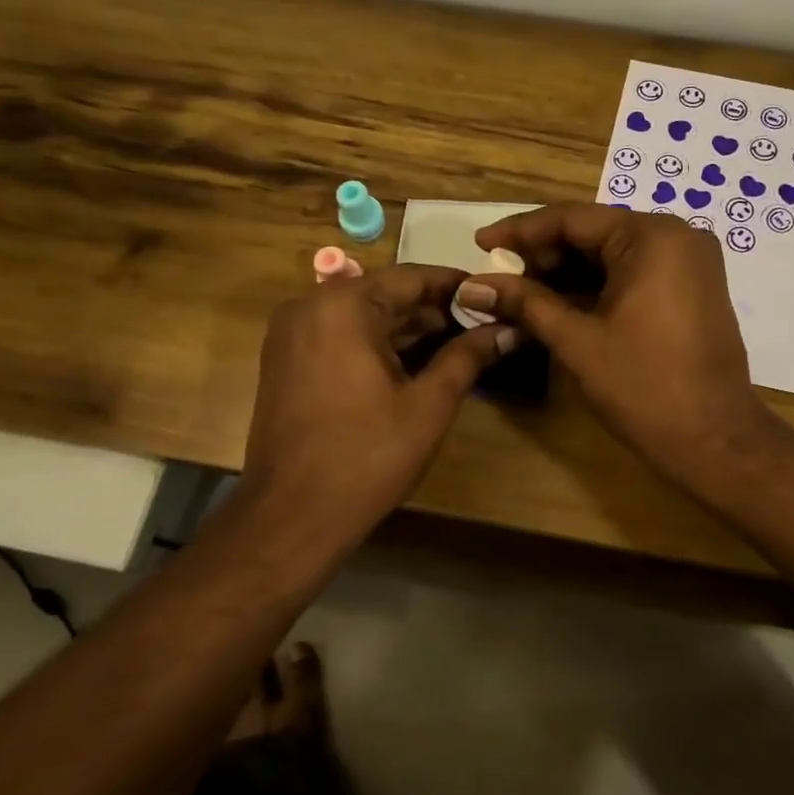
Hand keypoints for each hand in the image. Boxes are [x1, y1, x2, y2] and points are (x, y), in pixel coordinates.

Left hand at [240, 265, 514, 539]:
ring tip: (457, 343)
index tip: (493, 293)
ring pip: (361, 316)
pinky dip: (375, 343)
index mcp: (343, 306)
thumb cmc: (367, 456)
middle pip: (384, 294)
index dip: (456, 286)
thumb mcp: (429, 404)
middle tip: (481, 323)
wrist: (291, 516)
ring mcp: (291, 334)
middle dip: (433, 310)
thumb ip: (468, 356)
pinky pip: (339, 335)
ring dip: (406, 328)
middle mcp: (309, 306)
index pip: (412, 278)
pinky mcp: (285, 360)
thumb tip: (508, 329)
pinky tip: (413, 363)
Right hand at [463, 204, 780, 487]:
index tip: (480, 242)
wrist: (715, 439)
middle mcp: (675, 236)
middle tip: (498, 277)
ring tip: (518, 293)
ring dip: (566, 273)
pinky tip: (557, 303)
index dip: (520, 231)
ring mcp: (688, 262)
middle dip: (542, 255)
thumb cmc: (645, 387)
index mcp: (651, 237)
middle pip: (593, 233)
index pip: (572, 219)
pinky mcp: (690, 288)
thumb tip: (472, 286)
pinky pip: (633, 273)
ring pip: (612, 254)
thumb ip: (526, 304)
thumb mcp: (578, 341)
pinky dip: (595, 286)